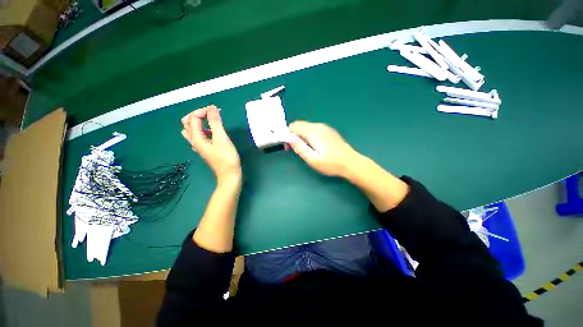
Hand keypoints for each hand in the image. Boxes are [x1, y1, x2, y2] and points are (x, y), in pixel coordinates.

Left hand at [181, 105, 240, 183]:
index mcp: (196, 138)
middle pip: (188, 123)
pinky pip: (199, 136)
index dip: (204, 111)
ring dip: (199, 122)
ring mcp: (199, 146)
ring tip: (211, 121)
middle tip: (212, 114)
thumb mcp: (222, 139)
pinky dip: (203, 130)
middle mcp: (194, 141)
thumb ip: (216, 123)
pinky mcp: (206, 149)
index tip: (217, 110)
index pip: (194, 118)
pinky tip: (212, 132)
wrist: (229, 174)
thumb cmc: (227, 158)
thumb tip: (212, 108)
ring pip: (192, 130)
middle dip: (198, 114)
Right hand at [288, 121, 359, 176]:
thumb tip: (289, 138)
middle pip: (300, 125)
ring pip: (307, 127)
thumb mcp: (312, 159)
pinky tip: (315, 146)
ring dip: (302, 136)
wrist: (351, 163)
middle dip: (294, 135)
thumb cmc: (331, 163)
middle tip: (297, 150)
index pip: (294, 125)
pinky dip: (309, 136)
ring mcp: (325, 128)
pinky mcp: (329, 131)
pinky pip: (314, 130)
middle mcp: (319, 126)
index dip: (288, 135)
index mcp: (314, 132)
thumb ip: (299, 147)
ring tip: (306, 149)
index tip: (289, 147)